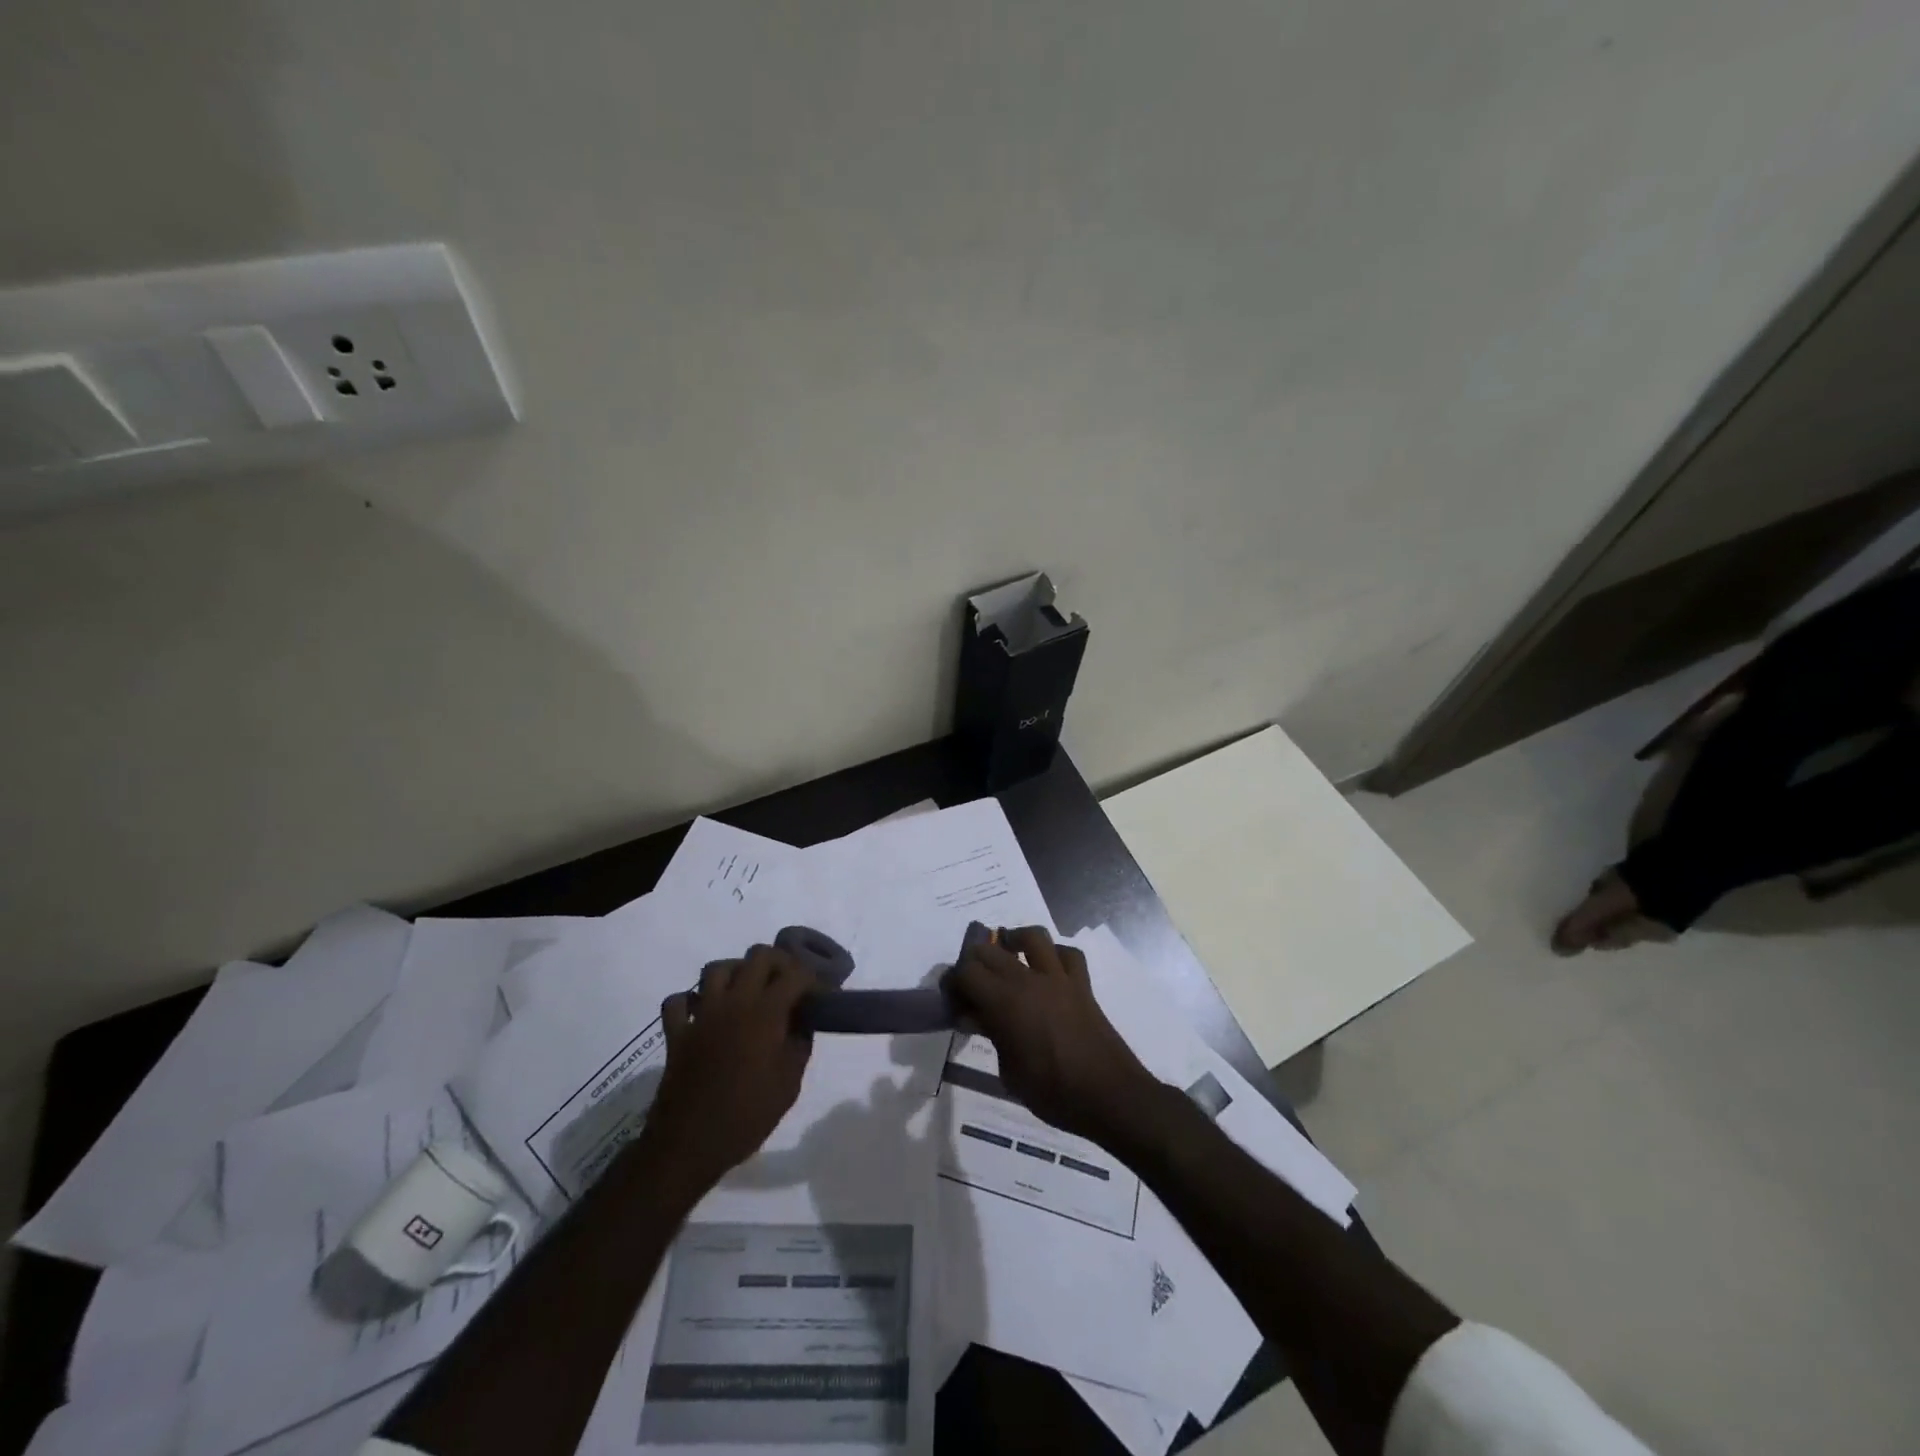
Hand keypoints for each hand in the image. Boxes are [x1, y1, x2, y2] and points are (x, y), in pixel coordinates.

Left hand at [640, 945, 816, 1193]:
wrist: (689, 1145)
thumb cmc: (747, 1116)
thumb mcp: (789, 1085)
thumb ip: (799, 1045)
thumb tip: (802, 1023)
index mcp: (765, 1013)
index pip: (795, 973)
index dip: (811, 979)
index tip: (818, 995)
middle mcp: (733, 1002)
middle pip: (757, 956)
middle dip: (777, 963)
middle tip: (786, 984)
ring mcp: (701, 1015)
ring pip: (716, 969)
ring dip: (734, 973)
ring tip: (746, 992)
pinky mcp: (676, 1033)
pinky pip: (678, 1002)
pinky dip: (690, 1001)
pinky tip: (702, 1014)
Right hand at [948, 926, 1158, 1144]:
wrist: (1109, 1095)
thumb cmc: (1053, 1092)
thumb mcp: (1009, 1072)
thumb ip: (991, 1035)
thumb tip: (973, 1016)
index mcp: (1005, 1003)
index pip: (967, 973)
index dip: (953, 982)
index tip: (950, 997)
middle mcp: (1029, 980)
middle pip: (992, 950)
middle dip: (975, 962)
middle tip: (971, 984)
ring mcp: (1059, 978)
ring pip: (1033, 937)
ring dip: (1015, 941)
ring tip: (1007, 955)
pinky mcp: (1082, 984)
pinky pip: (1068, 954)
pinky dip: (1054, 955)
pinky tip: (1047, 970)